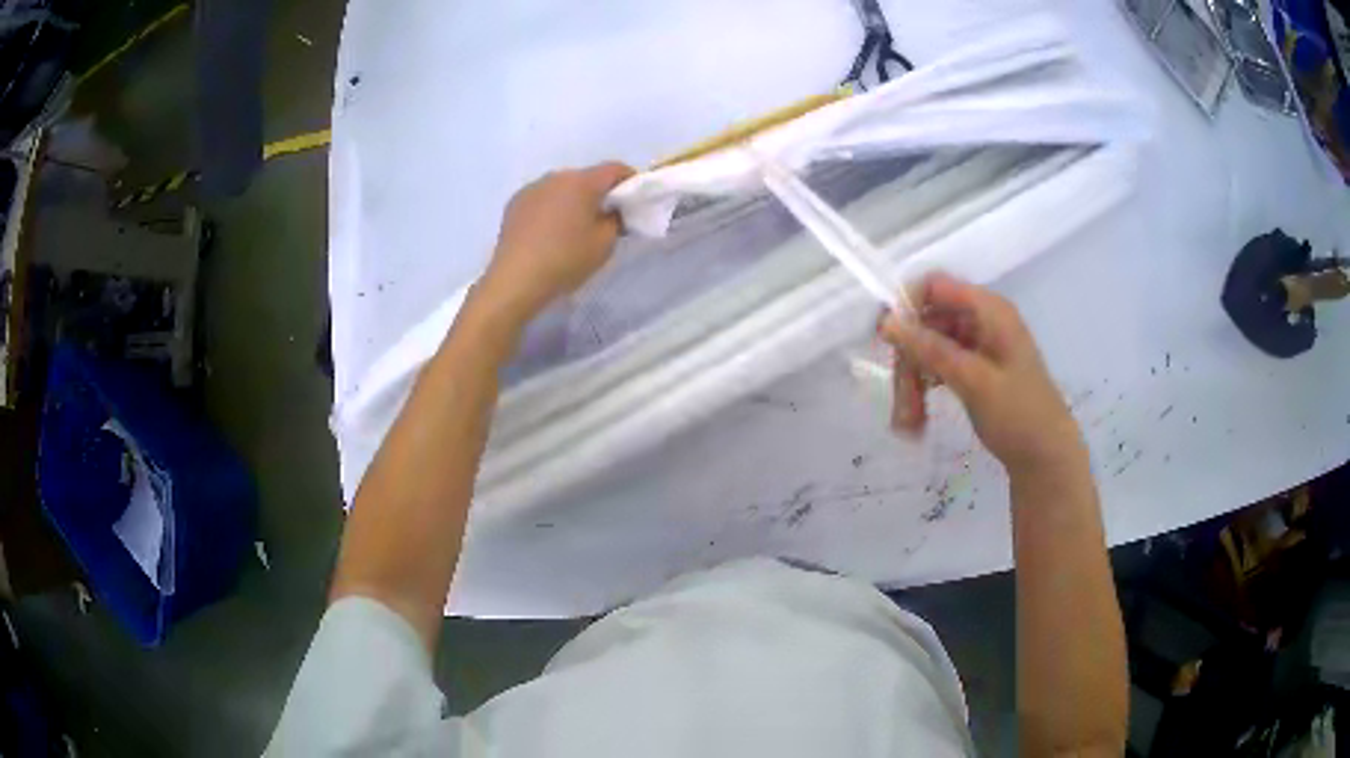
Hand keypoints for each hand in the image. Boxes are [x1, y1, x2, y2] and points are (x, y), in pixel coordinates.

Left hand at [478, 162, 634, 324]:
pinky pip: (542, 198)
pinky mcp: (514, 203)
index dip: (630, 179)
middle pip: (586, 177)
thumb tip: (611, 211)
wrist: (516, 279)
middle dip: (599, 192)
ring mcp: (532, 188)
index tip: (635, 198)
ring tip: (574, 226)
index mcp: (582, 182)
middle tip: (605, 217)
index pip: (614, 169)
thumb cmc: (566, 260)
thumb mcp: (604, 244)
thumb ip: (616, 220)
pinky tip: (549, 232)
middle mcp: (556, 177)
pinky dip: (551, 208)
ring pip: (562, 187)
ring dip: (572, 199)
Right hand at [879, 273, 1083, 475]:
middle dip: (909, 361)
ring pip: (928, 349)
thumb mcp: (974, 381)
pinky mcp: (973, 370)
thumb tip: (887, 322)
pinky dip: (924, 390)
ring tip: (909, 423)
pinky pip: (937, 368)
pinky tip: (917, 419)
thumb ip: (931, 349)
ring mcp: (977, 346)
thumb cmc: (1019, 416)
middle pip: (927, 323)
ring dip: (912, 382)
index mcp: (989, 310)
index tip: (887, 342)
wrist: (1047, 458)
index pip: (934, 287)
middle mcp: (981, 321)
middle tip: (903, 405)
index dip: (906, 307)